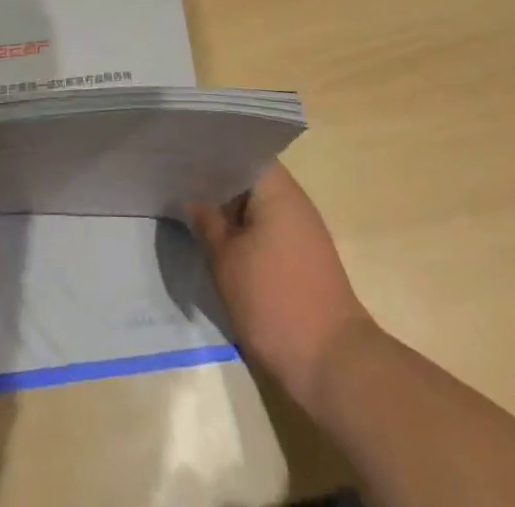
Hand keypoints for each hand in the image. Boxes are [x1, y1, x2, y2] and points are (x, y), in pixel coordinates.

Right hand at [187, 163, 374, 418]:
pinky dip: (247, 232)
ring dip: (232, 211)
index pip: (242, 152)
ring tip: (196, 213)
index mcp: (277, 188)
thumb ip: (207, 223)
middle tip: (181, 185)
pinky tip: (223, 245)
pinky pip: (270, 229)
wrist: (333, 364)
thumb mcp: (226, 261)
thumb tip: (193, 198)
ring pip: (260, 206)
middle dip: (218, 183)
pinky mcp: (307, 258)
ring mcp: (304, 229)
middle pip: (250, 178)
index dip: (212, 153)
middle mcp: (295, 200)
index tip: (184, 157)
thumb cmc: (274, 302)